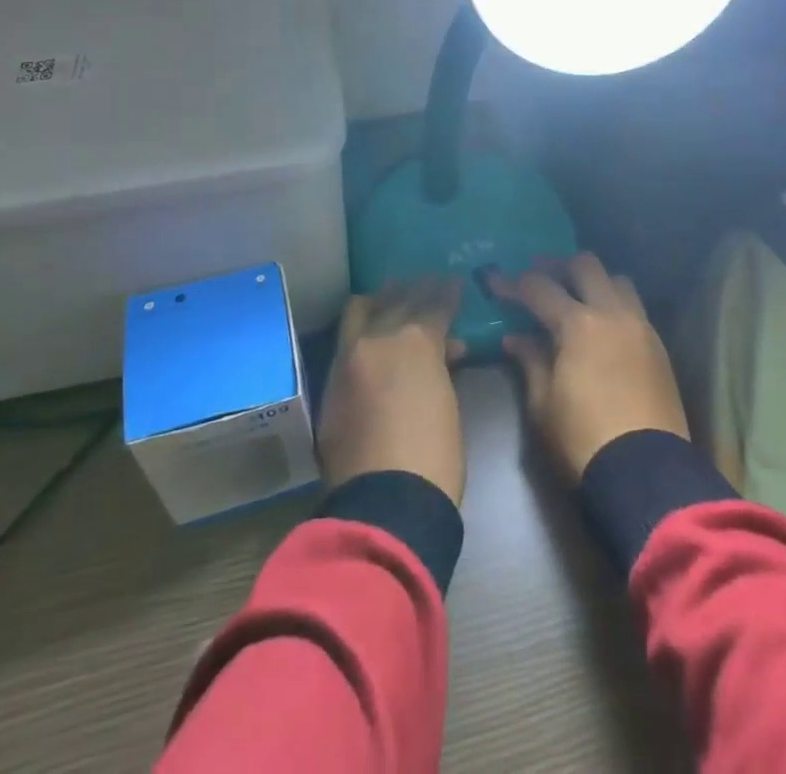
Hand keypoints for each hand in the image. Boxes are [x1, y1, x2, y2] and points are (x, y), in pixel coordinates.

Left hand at [317, 278, 466, 506]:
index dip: (448, 292)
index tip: (455, 281)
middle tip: (427, 283)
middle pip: (397, 300)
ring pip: (360, 311)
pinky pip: (346, 341)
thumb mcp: (448, 400)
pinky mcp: (330, 385)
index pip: (435, 303)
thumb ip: (441, 365)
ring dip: (380, 301)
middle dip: (415, 289)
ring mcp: (348, 359)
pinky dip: (361, 329)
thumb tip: (444, 349)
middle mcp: (377, 339)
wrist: (386, 502)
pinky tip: (370, 330)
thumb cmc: (435, 454)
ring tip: (392, 295)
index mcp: (415, 341)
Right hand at [493, 252, 688, 480]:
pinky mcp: (658, 346)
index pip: (539, 288)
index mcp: (578, 324)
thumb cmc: (582, 441)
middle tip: (539, 277)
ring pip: (617, 280)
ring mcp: (640, 326)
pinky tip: (602, 325)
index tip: (495, 282)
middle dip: (558, 266)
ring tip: (576, 296)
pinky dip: (615, 303)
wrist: (645, 473)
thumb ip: (530, 361)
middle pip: (585, 265)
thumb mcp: (542, 405)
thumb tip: (515, 338)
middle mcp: (612, 313)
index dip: (514, 283)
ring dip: (594, 280)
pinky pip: (635, 307)